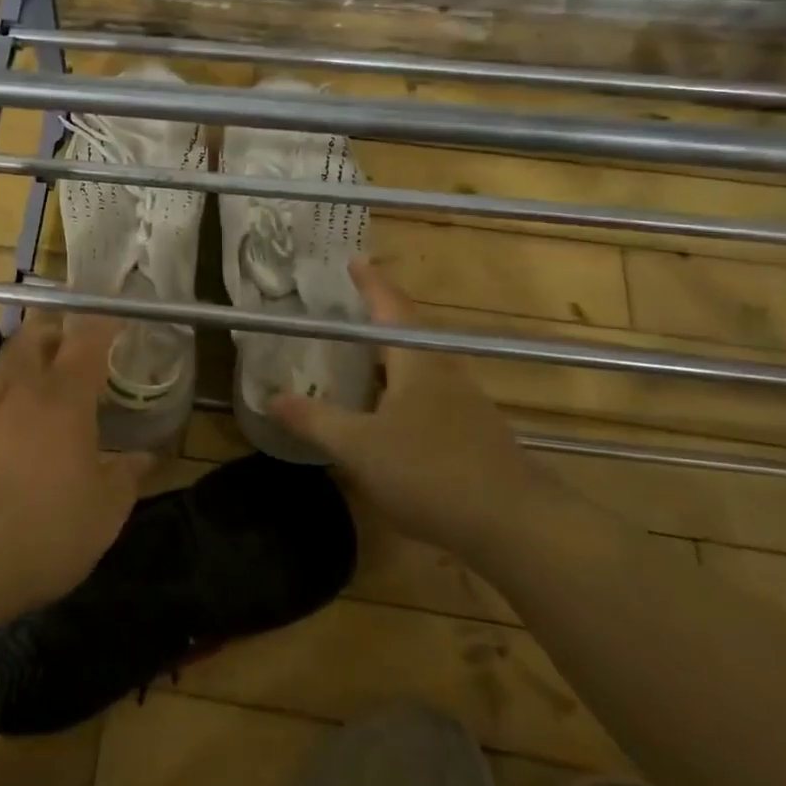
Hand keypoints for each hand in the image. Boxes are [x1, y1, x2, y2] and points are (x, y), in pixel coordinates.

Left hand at [0, 310, 150, 608]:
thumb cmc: (46, 527)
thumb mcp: (104, 511)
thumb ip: (127, 477)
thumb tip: (146, 456)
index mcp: (65, 399)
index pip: (86, 341)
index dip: (101, 324)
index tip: (113, 318)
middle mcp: (21, 392)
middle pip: (31, 338)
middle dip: (50, 329)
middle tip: (66, 341)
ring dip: (18, 360)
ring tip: (33, 377)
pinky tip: (3, 425)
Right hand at [269, 259, 547, 562]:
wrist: (516, 526)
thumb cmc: (429, 471)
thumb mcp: (358, 446)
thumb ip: (314, 420)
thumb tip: (270, 398)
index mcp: (416, 361)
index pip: (390, 306)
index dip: (369, 282)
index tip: (353, 260)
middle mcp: (444, 372)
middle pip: (407, 333)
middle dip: (376, 318)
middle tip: (342, 311)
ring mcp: (464, 404)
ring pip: (418, 367)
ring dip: (388, 358)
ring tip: (357, 360)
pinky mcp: (473, 434)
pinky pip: (427, 396)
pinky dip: (400, 391)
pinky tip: (385, 416)